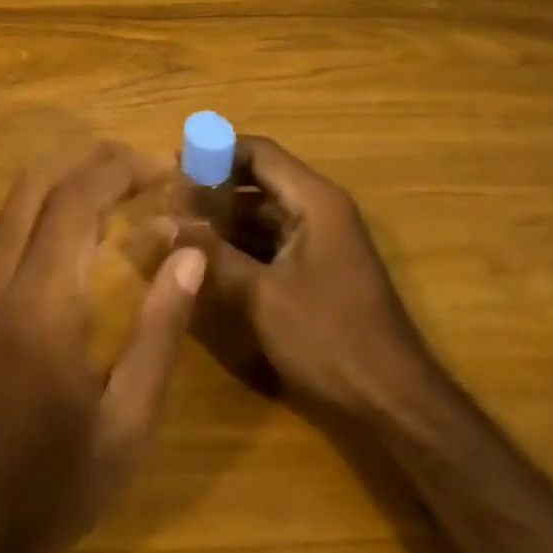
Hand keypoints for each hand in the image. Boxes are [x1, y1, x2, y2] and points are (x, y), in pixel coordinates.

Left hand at [0, 141, 207, 552]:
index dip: (121, 170)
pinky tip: (83, 234)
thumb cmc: (55, 483)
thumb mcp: (128, 421)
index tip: (164, 169)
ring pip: (16, 204)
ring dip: (68, 180)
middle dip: (92, 160)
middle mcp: (1, 282)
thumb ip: (161, 332)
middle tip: (144, 168)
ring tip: (122, 190)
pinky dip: (48, 210)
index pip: (76, 201)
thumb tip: (190, 257)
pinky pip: (9, 234)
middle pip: (36, 183)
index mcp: (43, 304)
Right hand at [176, 136, 438, 419]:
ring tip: (176, 228)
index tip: (171, 166)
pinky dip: (239, 243)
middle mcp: (319, 210)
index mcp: (314, 201)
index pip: (258, 152)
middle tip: (166, 202)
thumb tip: (161, 222)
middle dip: (212, 188)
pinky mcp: (315, 268)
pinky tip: (205, 257)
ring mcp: (320, 240)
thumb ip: (210, 253)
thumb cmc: (328, 338)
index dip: (214, 152)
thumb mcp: (260, 295)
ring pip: (261, 213)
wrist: (391, 400)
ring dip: (222, 218)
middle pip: (258, 180)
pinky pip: (270, 240)